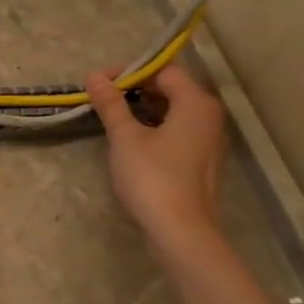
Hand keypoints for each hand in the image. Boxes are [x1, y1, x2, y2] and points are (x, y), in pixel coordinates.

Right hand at [86, 63, 226, 255]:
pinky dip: (155, 128)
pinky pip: (177, 131)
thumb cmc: (153, 178)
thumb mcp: (125, 137)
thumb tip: (94, 76)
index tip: (100, 83)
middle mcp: (209, 116)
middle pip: (171, 89)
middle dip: (135, 90)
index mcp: (195, 103)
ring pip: (173, 111)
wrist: (182, 232)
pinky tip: (131, 141)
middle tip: (102, 100)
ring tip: (112, 119)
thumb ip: (111, 104)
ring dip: (143, 110)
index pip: (163, 70)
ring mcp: (209, 140)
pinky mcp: (202, 161)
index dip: (130, 71)